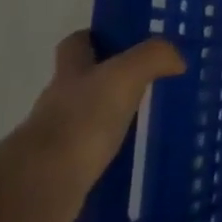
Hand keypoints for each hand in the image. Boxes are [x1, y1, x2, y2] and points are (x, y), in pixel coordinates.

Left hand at [0, 31, 186, 221]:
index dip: (94, 38)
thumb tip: (178, 60)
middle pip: (80, 81)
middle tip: (147, 81)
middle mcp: (59, 101)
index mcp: (71, 73)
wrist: (43, 184)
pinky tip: (132, 157)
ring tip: (146, 120)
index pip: (75, 44)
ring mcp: (58, 137)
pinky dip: (108, 152)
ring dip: (109, 117)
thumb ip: (153, 57)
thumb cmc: (82, 120)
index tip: (122, 40)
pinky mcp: (64, 170)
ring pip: (86, 117)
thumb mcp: (125, 75)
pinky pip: (90, 153)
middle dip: (108, 79)